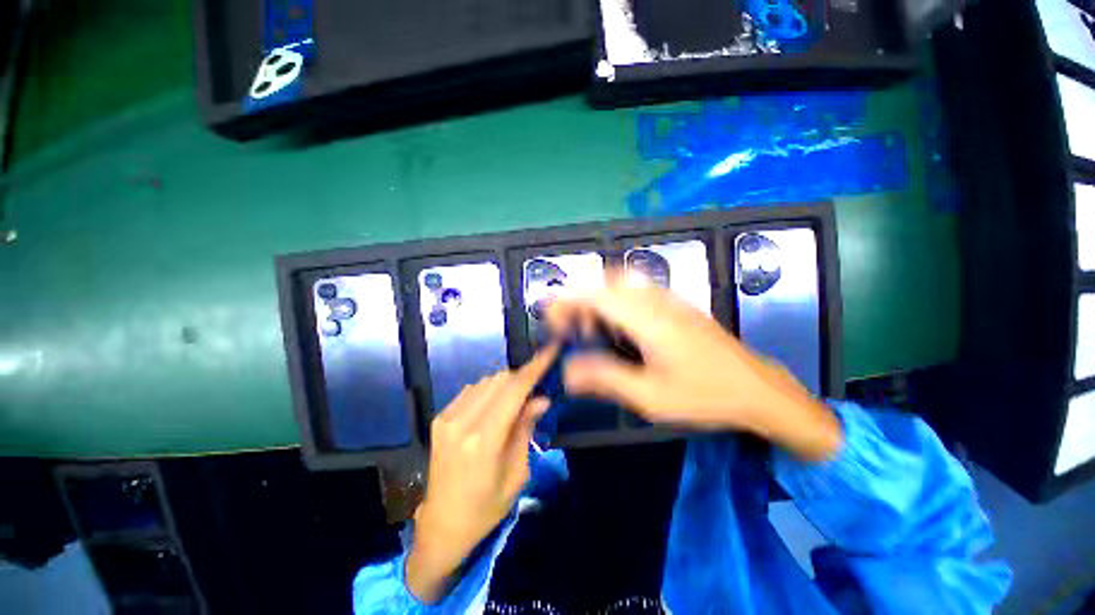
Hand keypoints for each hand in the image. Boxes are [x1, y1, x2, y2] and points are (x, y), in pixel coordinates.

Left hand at [405, 347, 556, 603]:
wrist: (442, 525)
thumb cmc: (486, 508)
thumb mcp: (517, 474)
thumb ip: (526, 428)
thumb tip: (541, 398)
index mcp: (483, 440)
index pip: (514, 390)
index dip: (534, 368)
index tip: (550, 351)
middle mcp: (462, 421)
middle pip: (500, 380)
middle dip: (523, 377)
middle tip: (538, 386)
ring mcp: (447, 417)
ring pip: (486, 382)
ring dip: (507, 383)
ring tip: (519, 399)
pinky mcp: (440, 418)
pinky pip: (472, 390)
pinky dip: (490, 390)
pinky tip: (497, 405)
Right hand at [547, 271, 840, 460]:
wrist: (758, 390)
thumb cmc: (704, 396)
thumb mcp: (650, 397)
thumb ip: (605, 379)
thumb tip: (567, 371)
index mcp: (647, 319)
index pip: (596, 294)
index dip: (567, 302)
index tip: (552, 321)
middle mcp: (656, 300)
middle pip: (606, 281)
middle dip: (580, 300)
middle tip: (572, 330)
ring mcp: (669, 299)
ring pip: (621, 283)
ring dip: (599, 301)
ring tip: (593, 332)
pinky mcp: (676, 305)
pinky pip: (637, 291)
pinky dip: (617, 303)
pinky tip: (620, 330)